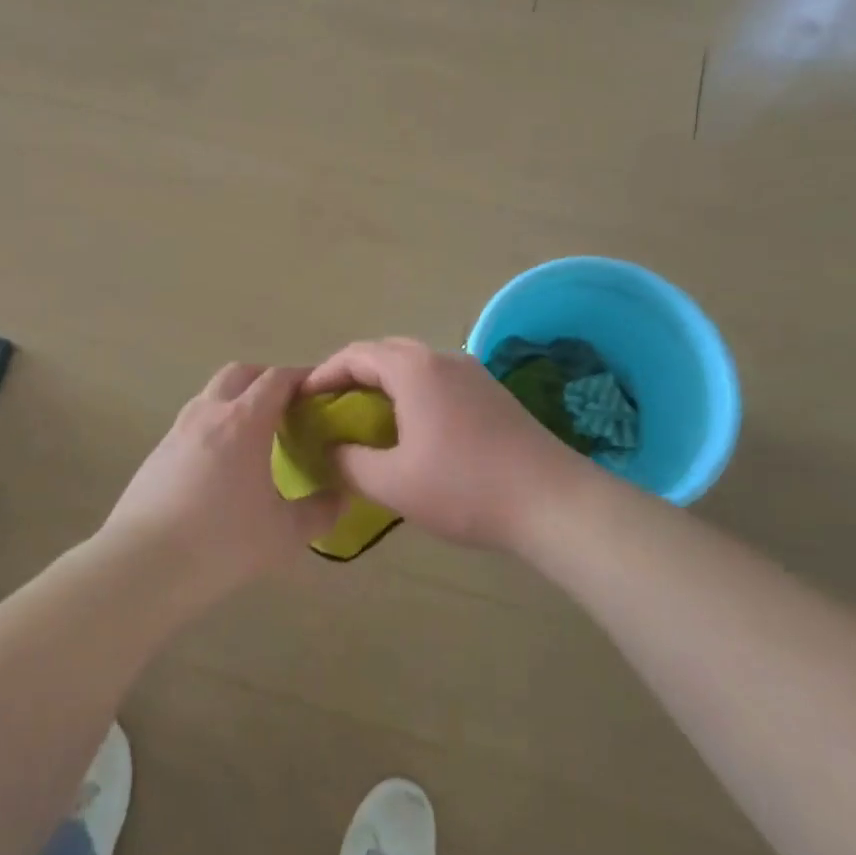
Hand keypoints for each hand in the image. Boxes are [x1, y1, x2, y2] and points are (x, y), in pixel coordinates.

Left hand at [98, 363, 342, 605]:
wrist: (142, 565)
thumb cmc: (222, 543)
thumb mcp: (284, 535)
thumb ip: (319, 512)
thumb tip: (341, 497)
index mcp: (244, 421)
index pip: (277, 379)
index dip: (302, 378)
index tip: (319, 391)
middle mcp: (208, 413)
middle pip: (239, 373)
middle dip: (266, 380)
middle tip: (287, 407)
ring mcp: (177, 431)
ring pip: (210, 395)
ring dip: (236, 401)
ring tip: (254, 436)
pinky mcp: (156, 454)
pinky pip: (192, 424)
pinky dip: (213, 427)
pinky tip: (220, 466)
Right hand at [305, 337, 605, 550]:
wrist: (553, 502)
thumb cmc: (465, 488)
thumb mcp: (393, 483)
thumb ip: (349, 463)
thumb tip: (327, 451)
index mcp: (413, 369)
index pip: (356, 355)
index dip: (323, 373)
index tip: (302, 398)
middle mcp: (442, 358)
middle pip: (385, 352)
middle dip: (352, 374)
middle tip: (330, 405)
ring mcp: (472, 373)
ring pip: (414, 365)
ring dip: (384, 383)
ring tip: (365, 417)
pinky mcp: (491, 393)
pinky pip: (438, 380)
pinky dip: (411, 392)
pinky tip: (411, 427)